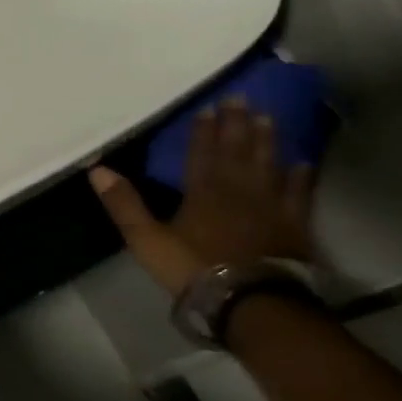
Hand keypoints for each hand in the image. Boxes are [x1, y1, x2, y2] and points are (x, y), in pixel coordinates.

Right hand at [88, 96, 314, 295]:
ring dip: (267, 141)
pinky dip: (301, 178)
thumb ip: (124, 204)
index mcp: (202, 190)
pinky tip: (304, 164)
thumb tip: (97, 169)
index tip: (208, 107)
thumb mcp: (147, 239)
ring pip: (268, 165)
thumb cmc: (195, 269)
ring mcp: (269, 206)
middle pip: (236, 151)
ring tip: (268, 118)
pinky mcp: (294, 226)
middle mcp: (237, 190)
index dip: (204, 130)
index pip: (202, 152)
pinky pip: (299, 194)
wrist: (253, 303)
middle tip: (241, 97)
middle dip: (236, 124)